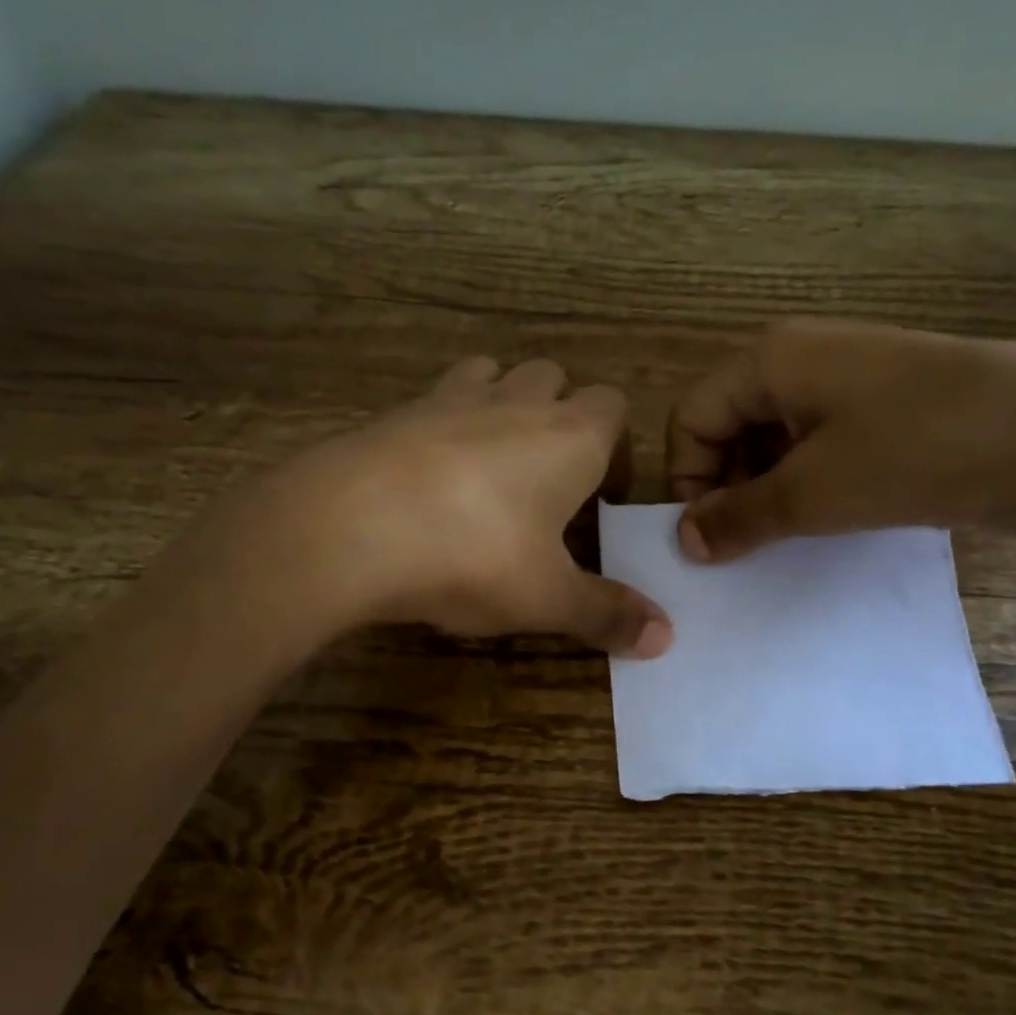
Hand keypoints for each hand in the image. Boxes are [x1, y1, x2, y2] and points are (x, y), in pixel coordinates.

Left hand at [244, 355, 672, 656]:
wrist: (351, 526)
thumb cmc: (473, 556)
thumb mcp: (547, 597)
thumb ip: (607, 613)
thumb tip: (665, 639)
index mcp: (571, 436)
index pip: (615, 408)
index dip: (616, 448)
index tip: (601, 500)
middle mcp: (518, 401)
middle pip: (556, 380)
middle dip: (561, 419)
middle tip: (548, 484)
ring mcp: (453, 397)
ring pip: (496, 375)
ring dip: (505, 405)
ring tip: (492, 466)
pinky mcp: (398, 410)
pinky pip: (438, 398)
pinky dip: (446, 422)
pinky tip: (430, 474)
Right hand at [666, 319, 1015, 561]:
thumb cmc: (920, 451)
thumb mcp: (815, 492)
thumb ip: (740, 516)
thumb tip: (685, 540)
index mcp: (771, 361)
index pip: (693, 419)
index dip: (688, 479)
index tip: (707, 539)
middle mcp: (801, 361)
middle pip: (729, 427)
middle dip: (726, 488)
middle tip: (743, 547)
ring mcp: (848, 384)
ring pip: (774, 442)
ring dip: (766, 493)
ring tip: (783, 541)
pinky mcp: (884, 411)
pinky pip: (819, 448)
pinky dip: (807, 487)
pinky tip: (824, 524)